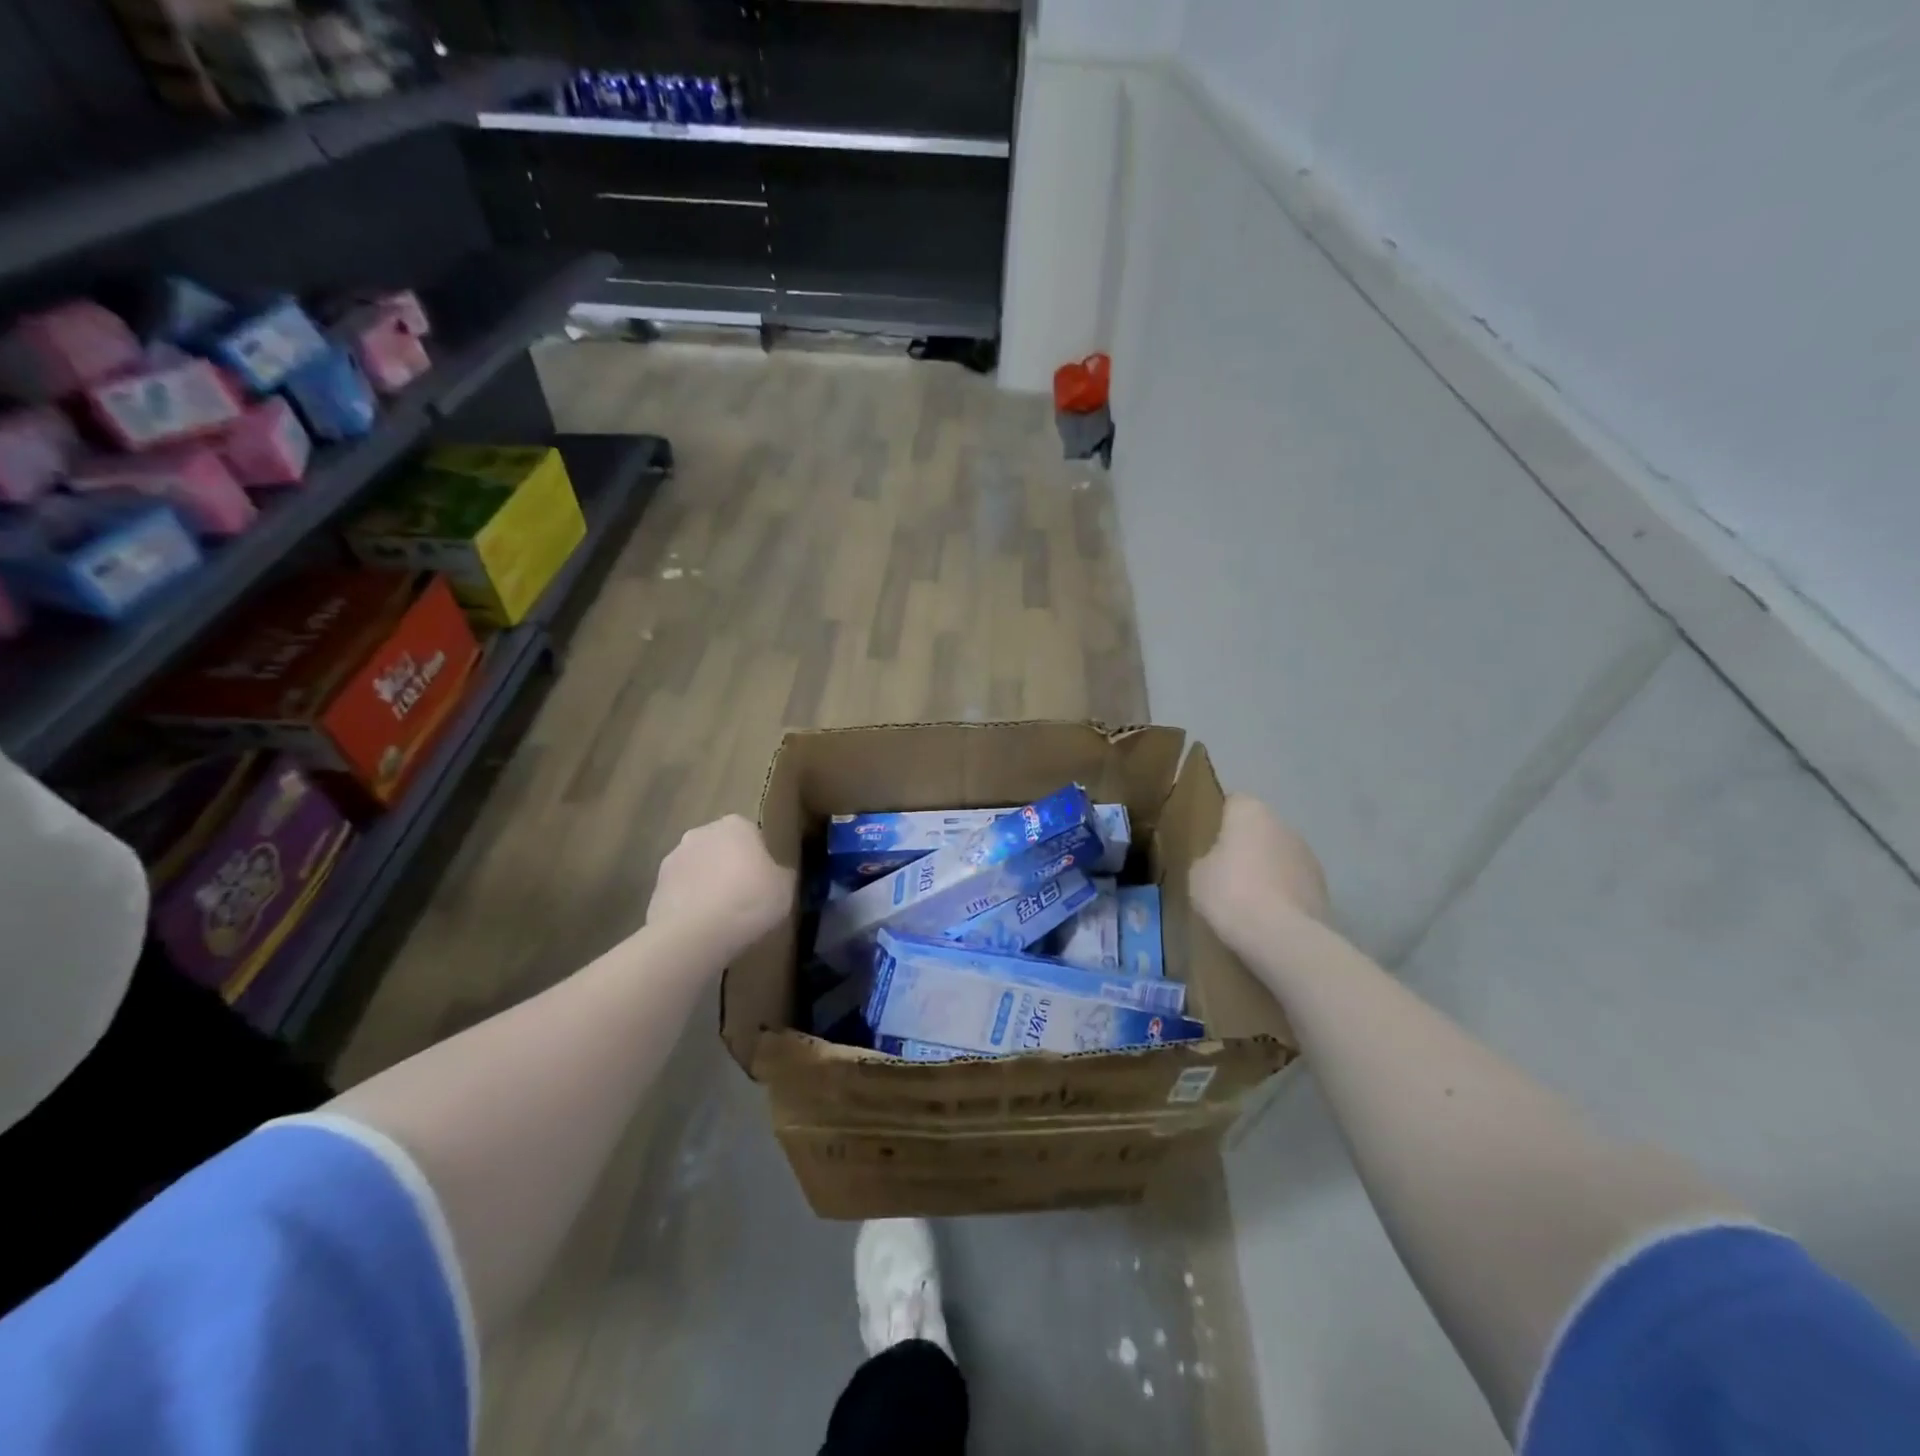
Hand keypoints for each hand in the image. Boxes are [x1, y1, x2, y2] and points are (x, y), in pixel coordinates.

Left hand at [646, 815, 793, 957]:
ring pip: (698, 869)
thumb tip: (776, 875)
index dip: (759, 859)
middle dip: (729, 867)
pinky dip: (689, 904)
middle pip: (721, 848)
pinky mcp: (655, 887)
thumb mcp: (785, 888)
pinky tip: (701, 928)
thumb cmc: (748, 901)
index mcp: (735, 825)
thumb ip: (781, 874)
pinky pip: (680, 893)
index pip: (752, 835)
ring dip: (707, 885)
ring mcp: (673, 858)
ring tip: (721, 917)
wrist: (694, 934)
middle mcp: (701, 833)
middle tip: (744, 897)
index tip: (764, 882)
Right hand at [1190, 795, 1330, 958]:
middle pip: (1259, 830)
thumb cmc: (1230, 893)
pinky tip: (1268, 916)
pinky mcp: (1323, 887)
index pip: (1234, 803)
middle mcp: (1284, 825)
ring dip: (1267, 870)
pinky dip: (1283, 893)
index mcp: (1250, 813)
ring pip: (1279, 856)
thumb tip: (1219, 863)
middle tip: (1225, 873)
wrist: (1281, 936)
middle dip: (1246, 846)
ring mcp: (1308, 856)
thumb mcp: (1198, 875)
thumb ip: (1208, 859)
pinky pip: (1293, 883)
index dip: (1221, 821)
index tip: (1209, 842)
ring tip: (1248, 900)